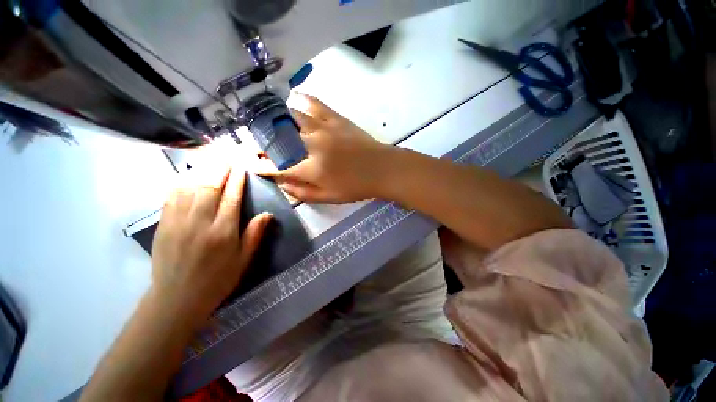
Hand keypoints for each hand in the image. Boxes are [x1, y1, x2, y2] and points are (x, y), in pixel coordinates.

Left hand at [151, 167, 271, 319]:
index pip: (231, 198)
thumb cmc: (217, 279)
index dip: (237, 181)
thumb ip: (255, 234)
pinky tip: (187, 175)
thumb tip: (268, 214)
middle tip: (226, 157)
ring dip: (201, 171)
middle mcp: (200, 223)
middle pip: (209, 187)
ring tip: (210, 160)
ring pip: (189, 188)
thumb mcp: (243, 260)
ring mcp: (178, 222)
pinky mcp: (163, 225)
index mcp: (222, 232)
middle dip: (219, 169)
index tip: (241, 167)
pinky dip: (181, 182)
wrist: (177, 298)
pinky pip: (171, 197)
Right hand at [263, 94, 393, 202]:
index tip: (250, 163)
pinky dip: (299, 100)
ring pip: (290, 117)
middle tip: (256, 144)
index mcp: (311, 169)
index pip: (276, 166)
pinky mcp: (335, 118)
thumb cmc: (356, 187)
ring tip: (269, 124)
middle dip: (261, 142)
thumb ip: (302, 192)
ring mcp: (323, 128)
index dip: (260, 165)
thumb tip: (282, 183)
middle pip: (277, 139)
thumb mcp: (329, 198)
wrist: (381, 169)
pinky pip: (312, 102)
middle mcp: (312, 145)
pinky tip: (293, 102)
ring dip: (275, 121)